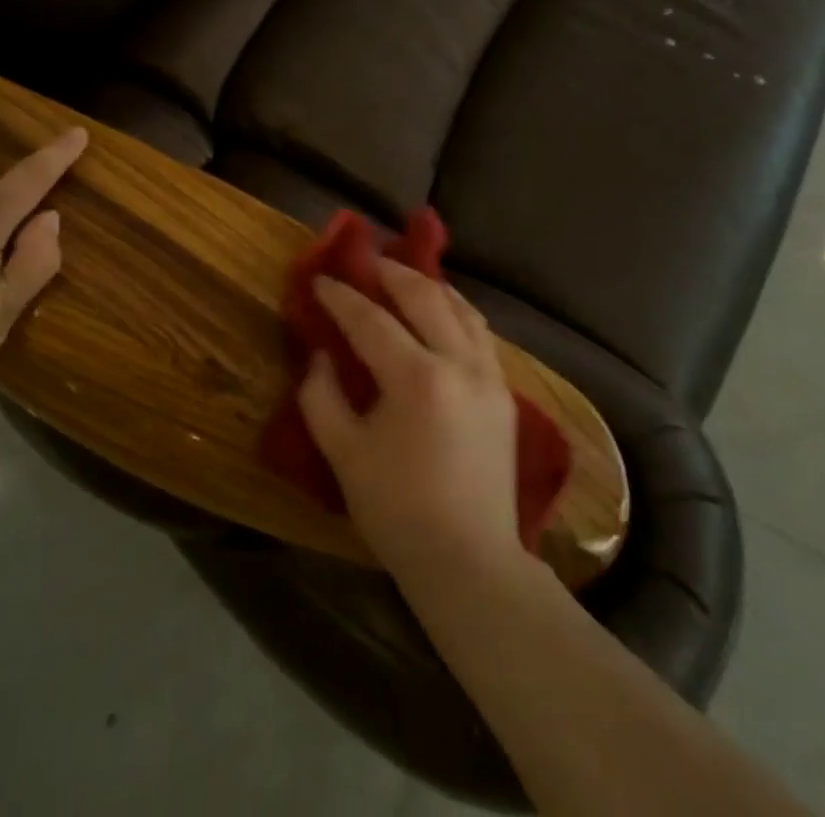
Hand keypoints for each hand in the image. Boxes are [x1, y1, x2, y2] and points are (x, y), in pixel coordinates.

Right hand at [298, 262, 525, 587]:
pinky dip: (456, 312)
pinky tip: (441, 314)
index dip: (341, 296)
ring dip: (429, 286)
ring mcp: (489, 374)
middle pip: (425, 296)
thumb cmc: (398, 512)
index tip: (320, 279)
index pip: (371, 320)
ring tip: (403, 278)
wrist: (469, 561)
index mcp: (417, 378)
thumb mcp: (344, 455)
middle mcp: (459, 362)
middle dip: (391, 273)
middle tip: (366, 262)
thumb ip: (322, 397)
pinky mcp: (504, 392)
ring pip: (461, 308)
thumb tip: (321, 356)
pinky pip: (479, 332)